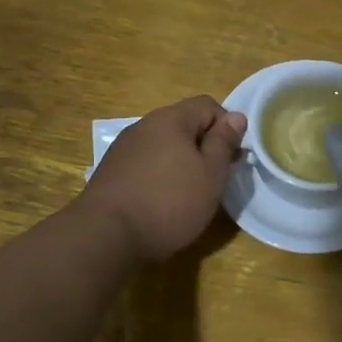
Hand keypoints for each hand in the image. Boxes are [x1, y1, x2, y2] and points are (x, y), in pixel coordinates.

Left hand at [81, 97, 245, 261]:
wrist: (106, 236)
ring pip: (163, 145)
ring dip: (180, 162)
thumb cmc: (169, 202)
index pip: (208, 105)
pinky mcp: (111, 172)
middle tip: (214, 179)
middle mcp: (144, 125)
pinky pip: (145, 164)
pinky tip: (160, 202)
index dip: (227, 127)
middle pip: (183, 124)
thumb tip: (236, 117)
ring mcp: (123, 148)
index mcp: (170, 119)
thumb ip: (224, 142)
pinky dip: (159, 176)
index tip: (232, 157)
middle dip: (203, 146)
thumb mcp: (211, 174)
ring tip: (188, 193)